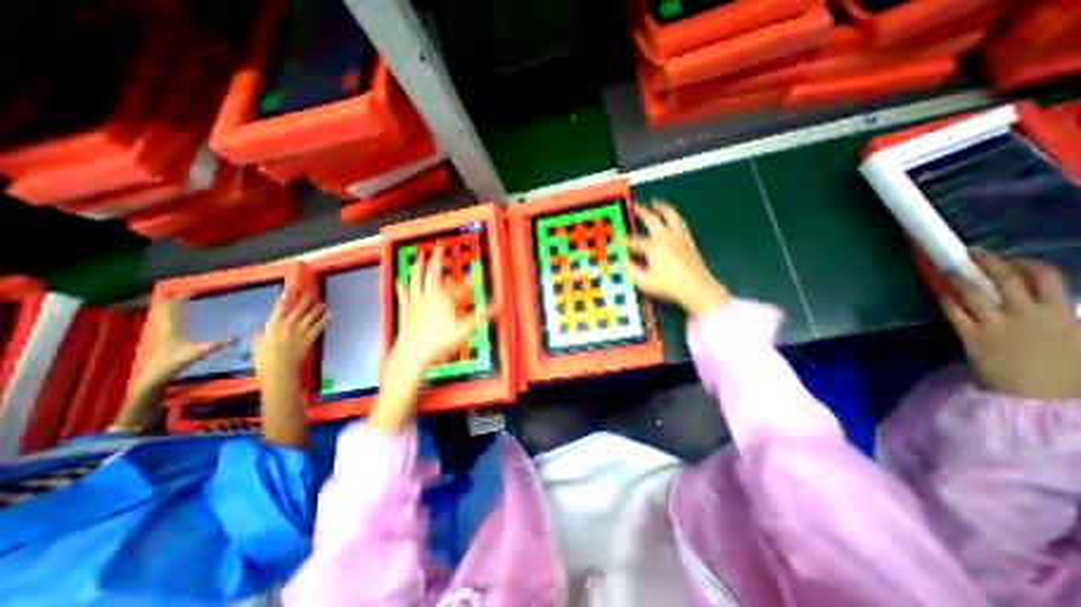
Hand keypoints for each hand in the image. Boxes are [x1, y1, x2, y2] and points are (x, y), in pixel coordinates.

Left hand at [137, 296, 224, 385]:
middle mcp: (165, 330)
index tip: (188, 292)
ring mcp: (163, 337)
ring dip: (171, 310)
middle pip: (166, 312)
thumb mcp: (194, 355)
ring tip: (179, 303)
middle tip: (184, 294)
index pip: (173, 311)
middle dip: (174, 303)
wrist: (152, 379)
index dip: (178, 301)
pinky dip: (172, 319)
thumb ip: (210, 346)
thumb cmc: (171, 365)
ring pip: (164, 318)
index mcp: (171, 329)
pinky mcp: (164, 343)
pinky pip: (168, 325)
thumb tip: (233, 338)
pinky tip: (178, 321)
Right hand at [254, 288, 328, 377]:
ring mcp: (301, 330)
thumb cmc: (263, 358)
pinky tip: (331, 314)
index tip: (292, 285)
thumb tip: (262, 329)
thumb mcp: (257, 343)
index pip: (281, 305)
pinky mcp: (310, 337)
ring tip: (324, 303)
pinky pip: (319, 326)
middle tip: (311, 291)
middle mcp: (288, 324)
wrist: (278, 368)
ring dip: (319, 308)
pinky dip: (325, 319)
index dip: (287, 293)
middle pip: (299, 307)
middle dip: (306, 298)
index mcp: (273, 324)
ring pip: (311, 315)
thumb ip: (261, 334)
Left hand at [387, 242, 493, 380]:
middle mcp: (428, 295)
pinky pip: (404, 294)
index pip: (459, 287)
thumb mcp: (466, 329)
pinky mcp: (405, 310)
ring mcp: (415, 301)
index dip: (468, 284)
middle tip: (438, 246)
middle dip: (437, 259)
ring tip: (419, 256)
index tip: (475, 281)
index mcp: (444, 297)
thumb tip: (498, 306)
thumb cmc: (440, 341)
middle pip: (433, 273)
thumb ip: (482, 315)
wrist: (413, 354)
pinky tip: (399, 280)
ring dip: (419, 267)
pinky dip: (402, 286)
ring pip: (416, 279)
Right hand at [622, 202, 729, 319]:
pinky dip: (675, 218)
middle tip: (636, 207)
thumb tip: (622, 262)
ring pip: (670, 216)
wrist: (696, 287)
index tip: (617, 236)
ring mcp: (679, 237)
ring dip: (662, 208)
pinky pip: (681, 224)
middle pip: (652, 220)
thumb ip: (631, 270)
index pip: (634, 241)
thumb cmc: (669, 286)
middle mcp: (665, 238)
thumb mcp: (644, 282)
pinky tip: (673, 219)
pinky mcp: (689, 241)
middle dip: (642, 213)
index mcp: (653, 247)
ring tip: (657, 204)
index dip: (624, 239)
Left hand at [943, 249, 1075, 401]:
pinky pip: (954, 312)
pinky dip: (947, 299)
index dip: (1028, 264)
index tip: (1013, 258)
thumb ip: (1063, 314)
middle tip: (974, 250)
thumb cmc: (1064, 368)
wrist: (1039, 395)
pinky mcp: (971, 336)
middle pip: (1007, 280)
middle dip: (990, 262)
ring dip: (961, 278)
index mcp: (1062, 313)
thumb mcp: (1077, 337)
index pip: (1047, 278)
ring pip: (975, 293)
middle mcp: (1028, 314)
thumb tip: (1043, 296)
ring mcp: (996, 325)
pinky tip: (941, 291)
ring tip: (951, 268)